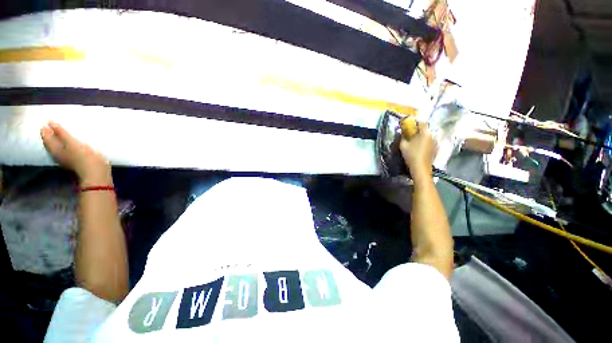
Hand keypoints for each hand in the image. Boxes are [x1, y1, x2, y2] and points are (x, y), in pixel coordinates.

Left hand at [41, 122, 111, 185]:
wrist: (96, 172)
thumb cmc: (83, 157)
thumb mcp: (72, 143)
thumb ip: (62, 133)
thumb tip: (51, 122)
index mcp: (55, 151)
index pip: (47, 139)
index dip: (46, 130)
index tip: (46, 121)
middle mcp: (58, 155)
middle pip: (52, 144)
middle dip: (51, 135)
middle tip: (52, 126)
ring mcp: (67, 159)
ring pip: (59, 147)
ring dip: (59, 140)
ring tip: (61, 132)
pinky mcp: (76, 160)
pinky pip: (68, 150)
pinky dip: (67, 144)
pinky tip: (71, 142)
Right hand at [399, 122, 435, 179]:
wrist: (421, 168)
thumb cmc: (412, 155)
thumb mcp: (403, 145)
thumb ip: (403, 137)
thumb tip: (402, 133)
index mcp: (425, 132)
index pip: (421, 122)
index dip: (414, 122)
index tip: (408, 125)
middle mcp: (432, 135)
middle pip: (425, 129)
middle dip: (417, 130)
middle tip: (409, 133)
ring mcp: (434, 142)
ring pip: (427, 135)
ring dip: (420, 136)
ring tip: (412, 140)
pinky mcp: (434, 148)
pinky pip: (428, 141)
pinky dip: (423, 142)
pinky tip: (417, 147)